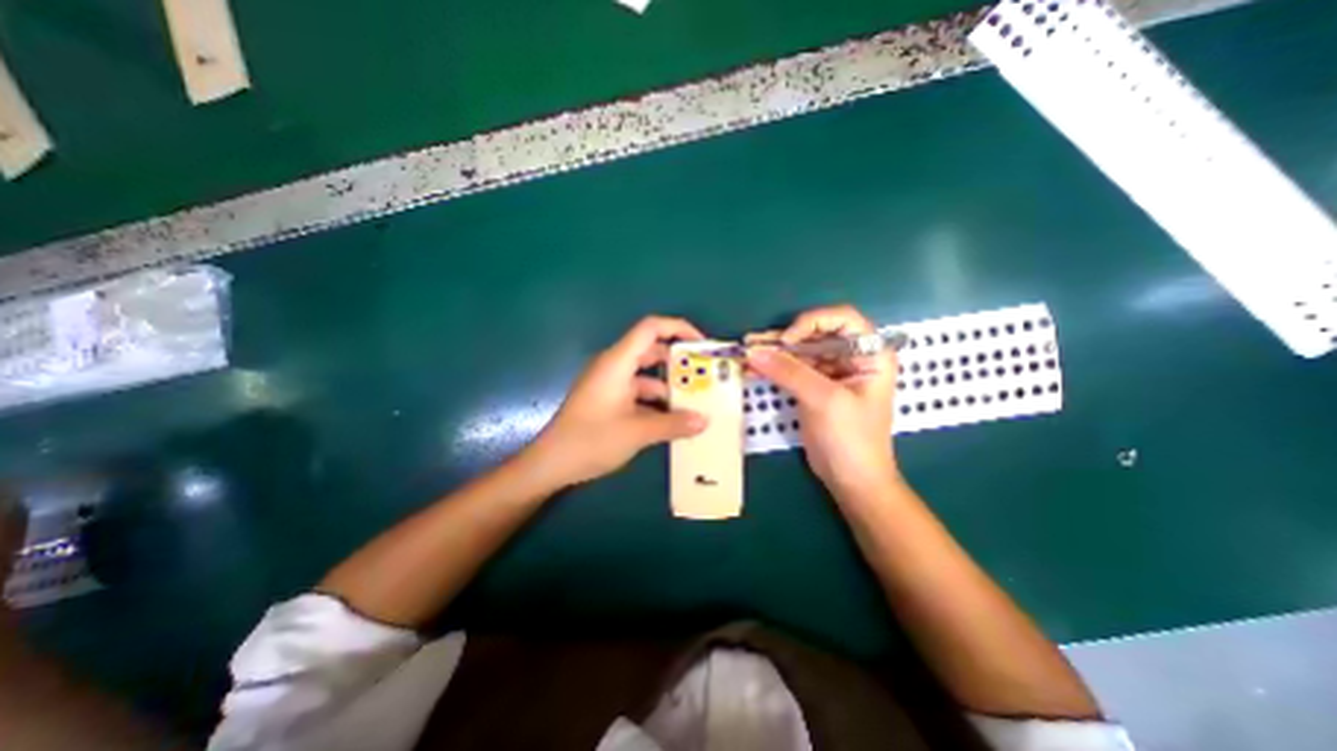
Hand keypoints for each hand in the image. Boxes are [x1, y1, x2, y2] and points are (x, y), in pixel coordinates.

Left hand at [528, 317, 709, 487]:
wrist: (550, 464)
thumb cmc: (590, 440)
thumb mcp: (637, 432)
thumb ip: (673, 424)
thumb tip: (705, 420)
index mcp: (617, 362)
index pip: (650, 328)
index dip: (678, 328)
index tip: (701, 345)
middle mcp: (614, 367)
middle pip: (651, 351)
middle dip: (679, 361)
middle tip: (705, 375)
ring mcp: (610, 384)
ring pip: (646, 375)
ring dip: (669, 385)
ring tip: (696, 401)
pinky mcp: (608, 400)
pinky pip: (638, 392)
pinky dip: (656, 401)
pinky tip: (673, 420)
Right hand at [748, 303, 903, 502]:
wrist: (851, 480)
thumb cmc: (852, 439)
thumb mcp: (824, 401)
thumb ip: (789, 373)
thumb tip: (753, 351)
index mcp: (870, 354)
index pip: (842, 318)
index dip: (812, 322)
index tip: (787, 341)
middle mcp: (851, 357)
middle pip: (815, 334)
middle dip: (784, 339)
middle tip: (753, 342)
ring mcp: (830, 372)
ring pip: (799, 352)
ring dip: (773, 352)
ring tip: (746, 352)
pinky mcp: (813, 387)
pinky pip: (791, 369)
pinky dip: (772, 368)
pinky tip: (752, 368)